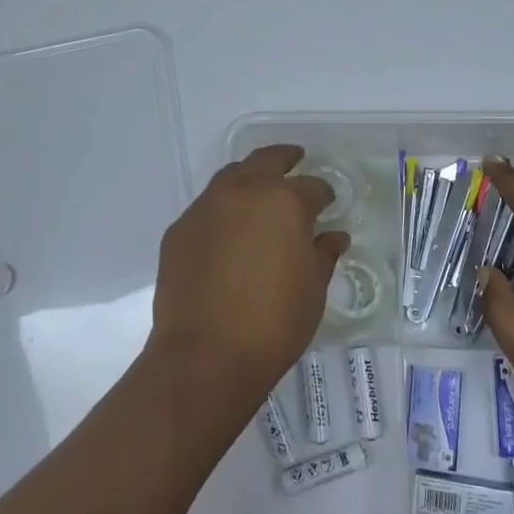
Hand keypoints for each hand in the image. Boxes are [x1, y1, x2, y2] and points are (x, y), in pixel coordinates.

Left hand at [148, 145, 348, 408]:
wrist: (205, 355)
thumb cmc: (274, 323)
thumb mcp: (313, 289)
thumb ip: (323, 254)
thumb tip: (334, 236)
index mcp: (284, 201)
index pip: (312, 186)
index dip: (324, 194)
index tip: (328, 203)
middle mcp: (244, 192)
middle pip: (267, 160)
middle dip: (285, 158)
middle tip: (296, 160)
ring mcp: (206, 207)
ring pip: (232, 176)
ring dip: (249, 178)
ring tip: (260, 192)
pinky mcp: (179, 229)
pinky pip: (207, 208)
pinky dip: (222, 210)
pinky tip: (228, 232)